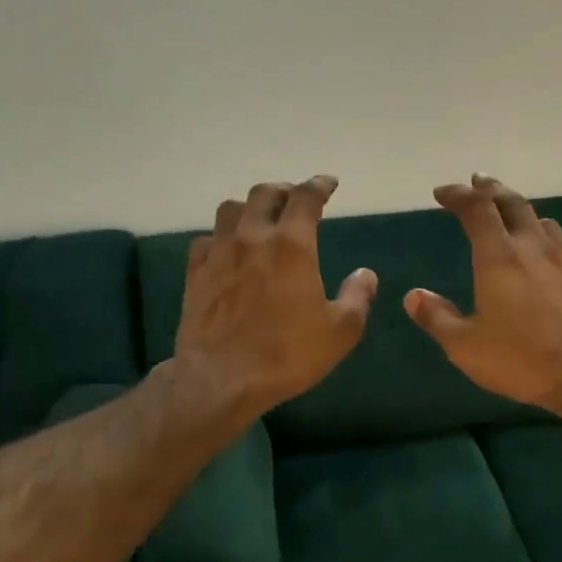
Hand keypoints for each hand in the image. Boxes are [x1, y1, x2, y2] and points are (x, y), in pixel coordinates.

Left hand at [175, 176, 376, 416]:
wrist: (221, 378)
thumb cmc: (287, 354)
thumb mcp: (340, 331)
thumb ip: (357, 297)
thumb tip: (365, 274)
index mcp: (292, 245)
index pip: (306, 197)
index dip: (319, 185)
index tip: (329, 184)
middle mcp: (253, 238)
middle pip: (265, 193)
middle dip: (284, 190)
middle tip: (296, 199)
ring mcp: (219, 253)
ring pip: (231, 209)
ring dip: (250, 207)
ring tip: (261, 218)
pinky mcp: (196, 274)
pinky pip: (206, 240)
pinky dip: (222, 236)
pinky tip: (228, 250)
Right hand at [405, 175, 561, 424]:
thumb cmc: (520, 359)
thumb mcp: (465, 346)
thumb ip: (437, 318)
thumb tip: (414, 296)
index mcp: (498, 258)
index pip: (477, 209)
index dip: (458, 195)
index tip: (441, 193)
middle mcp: (533, 249)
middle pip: (514, 204)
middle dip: (492, 189)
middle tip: (478, 182)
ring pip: (544, 223)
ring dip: (524, 213)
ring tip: (513, 217)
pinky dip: (554, 249)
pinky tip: (554, 263)